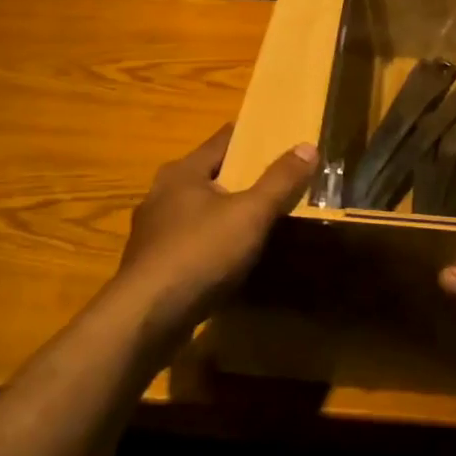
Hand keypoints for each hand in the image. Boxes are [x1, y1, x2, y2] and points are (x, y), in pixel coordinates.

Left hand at [113, 124, 314, 326]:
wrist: (147, 318)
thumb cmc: (200, 253)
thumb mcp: (250, 214)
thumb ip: (280, 181)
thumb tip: (308, 146)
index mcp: (182, 172)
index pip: (222, 140)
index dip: (251, 137)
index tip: (278, 138)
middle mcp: (161, 193)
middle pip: (209, 175)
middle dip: (239, 176)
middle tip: (276, 181)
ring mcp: (153, 231)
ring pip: (197, 210)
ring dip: (223, 212)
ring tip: (256, 220)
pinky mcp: (152, 264)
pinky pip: (189, 242)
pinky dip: (210, 242)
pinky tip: (228, 258)